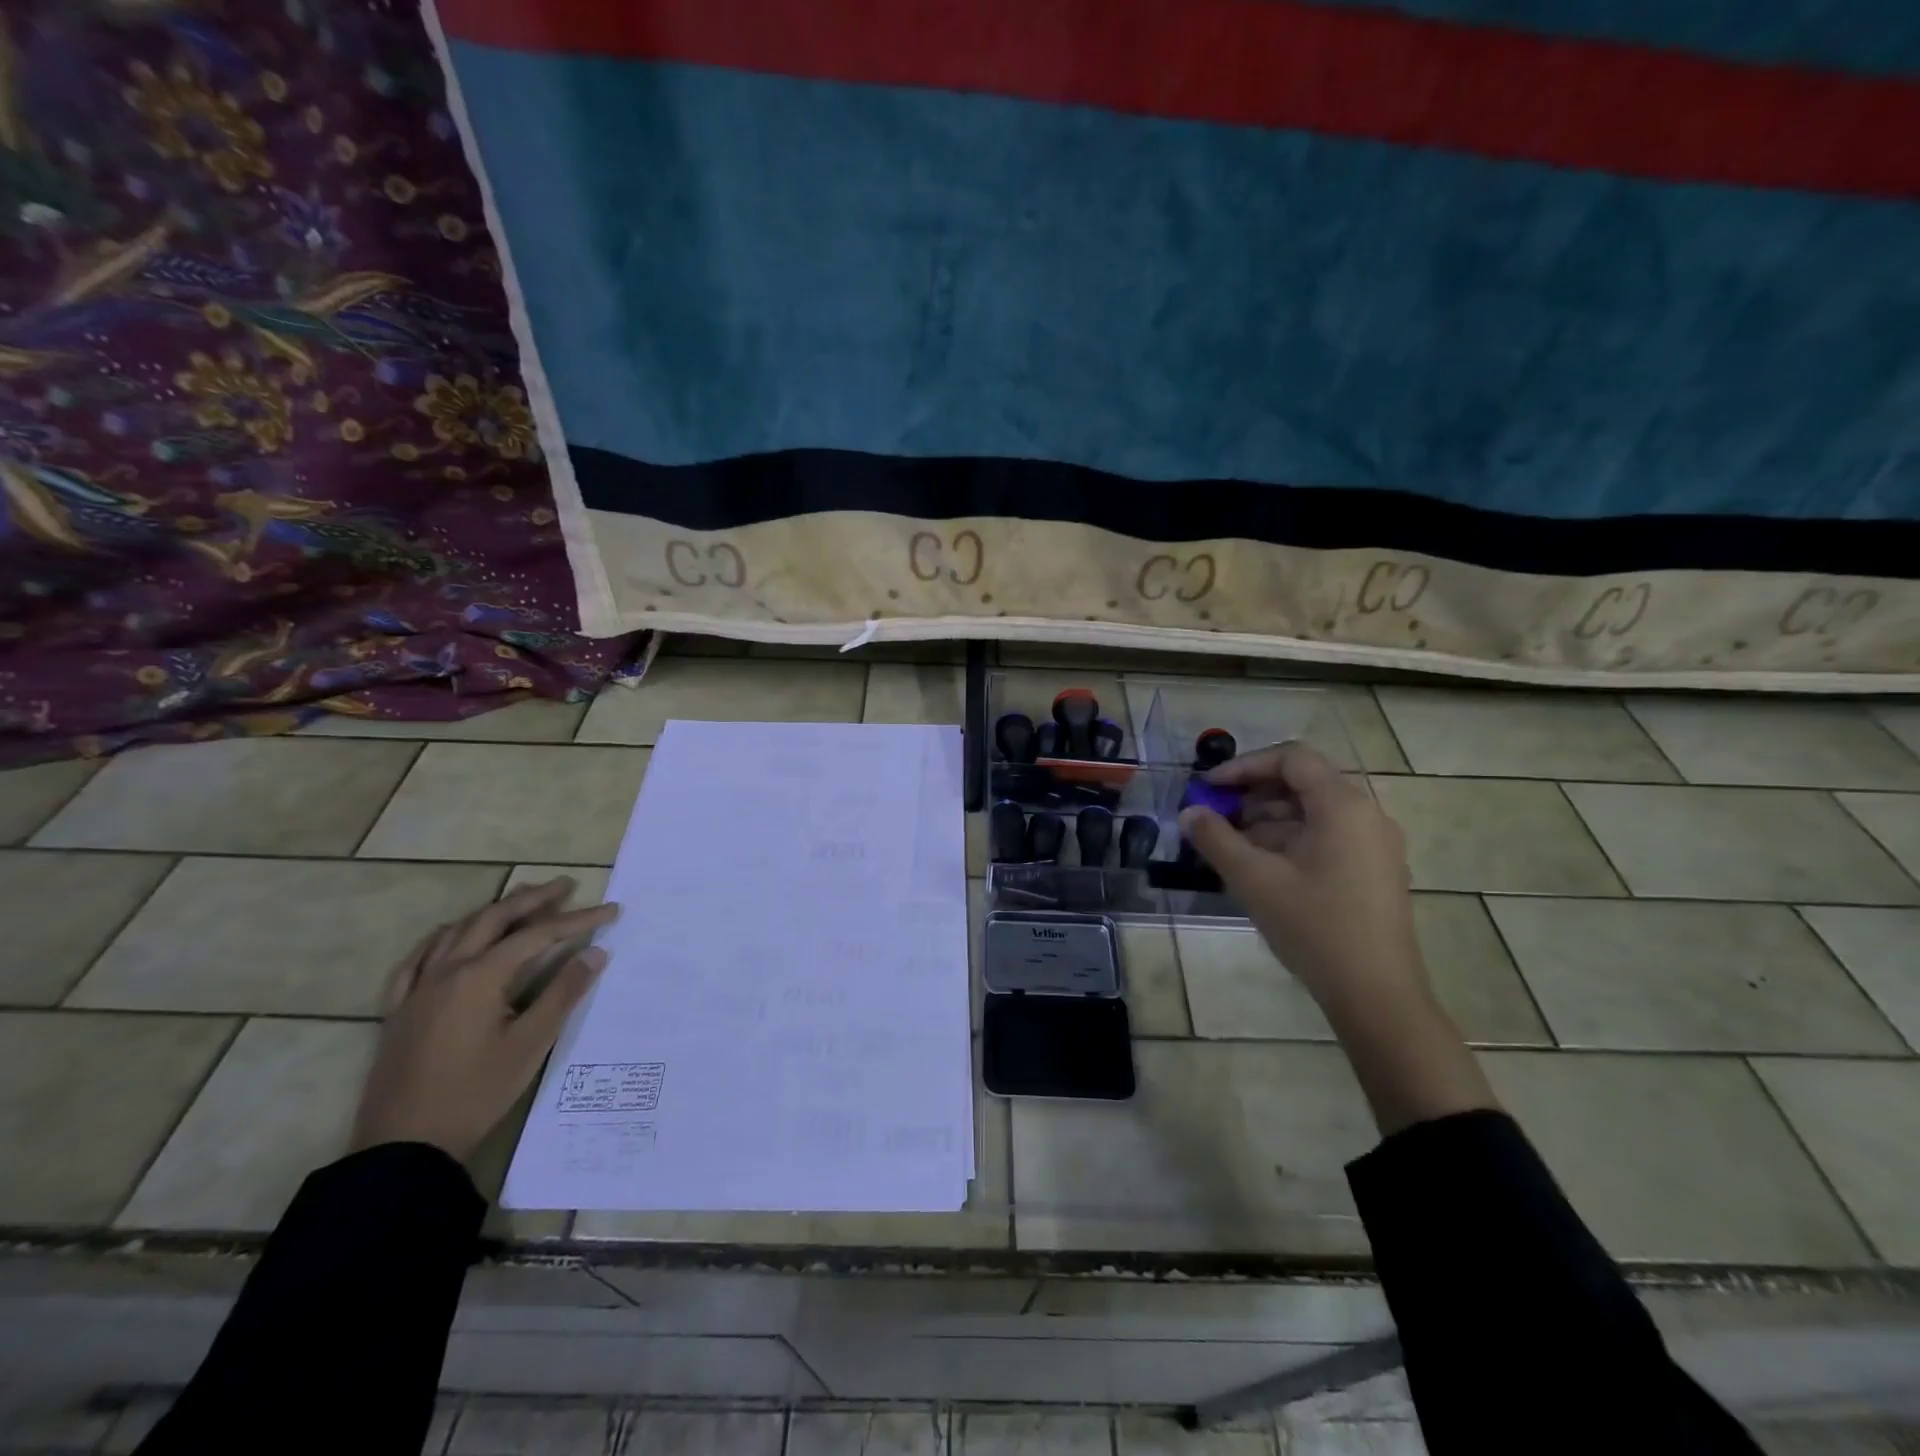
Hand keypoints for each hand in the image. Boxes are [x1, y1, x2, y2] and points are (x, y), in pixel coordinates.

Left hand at [351, 877, 618, 1160]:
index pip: (538, 935)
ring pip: (457, 931)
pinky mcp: (399, 1010)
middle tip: (565, 886)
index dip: (578, 920)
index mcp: (481, 976)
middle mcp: (447, 970)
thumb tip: (595, 952)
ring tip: (520, 901)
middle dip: (533, 899)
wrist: (405, 1145)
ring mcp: (417, 989)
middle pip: (494, 919)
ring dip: (493, 911)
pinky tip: (452, 937)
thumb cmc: (476, 1093)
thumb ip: (563, 993)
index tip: (611, 911)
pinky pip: (417, 959)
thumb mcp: (531, 1043)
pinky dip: (443, 938)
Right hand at [1178, 741, 1427, 1017]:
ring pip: (1313, 813)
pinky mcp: (1374, 871)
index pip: (1292, 758)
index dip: (1245, 766)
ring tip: (1231, 847)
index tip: (1210, 788)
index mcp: (1343, 806)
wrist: (1376, 994)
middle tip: (1216, 818)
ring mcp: (1374, 845)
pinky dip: (1290, 841)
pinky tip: (1262, 869)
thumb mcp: (1254, 880)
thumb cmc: (1314, 926)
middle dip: (1253, 796)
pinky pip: (1327, 837)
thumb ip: (1216, 839)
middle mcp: (1366, 815)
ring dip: (1268, 821)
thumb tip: (1190, 813)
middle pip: (1303, 783)